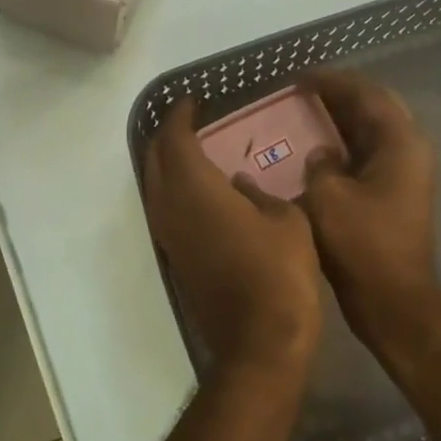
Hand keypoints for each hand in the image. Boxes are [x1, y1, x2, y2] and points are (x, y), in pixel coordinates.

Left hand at [142, 98, 322, 378]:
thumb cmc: (279, 271)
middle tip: (189, 120)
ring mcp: (169, 235)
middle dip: (168, 135)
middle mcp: (170, 207)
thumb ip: (260, 194)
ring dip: (165, 162)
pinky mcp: (175, 257)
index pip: (176, 139)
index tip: (193, 101)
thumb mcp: (286, 219)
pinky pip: (163, 208)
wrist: (260, 339)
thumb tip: (241, 183)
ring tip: (189, 147)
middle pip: (155, 159)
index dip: (181, 116)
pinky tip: (195, 188)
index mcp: (196, 188)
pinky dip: (172, 188)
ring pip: (154, 185)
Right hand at [300, 70, 440, 356]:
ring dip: (344, 120)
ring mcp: (406, 174)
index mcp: (401, 143)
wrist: (393, 301)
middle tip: (306, 89)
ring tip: (308, 110)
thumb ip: (320, 165)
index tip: (301, 76)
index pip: (367, 94)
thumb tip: (322, 155)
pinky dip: (346, 146)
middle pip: (376, 108)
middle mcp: (410, 151)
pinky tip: (319, 148)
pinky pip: (369, 155)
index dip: (333, 81)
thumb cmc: (362, 245)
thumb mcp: (328, 198)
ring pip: (373, 132)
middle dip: (342, 95)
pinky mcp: (396, 195)